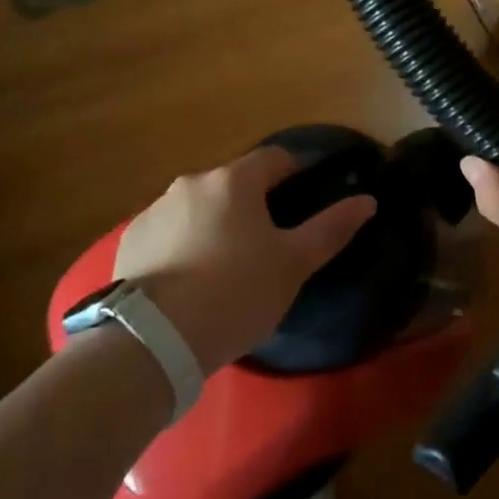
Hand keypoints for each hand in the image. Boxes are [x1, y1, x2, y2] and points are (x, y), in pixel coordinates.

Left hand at [114, 146, 374, 371]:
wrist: (154, 340)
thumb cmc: (235, 294)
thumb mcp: (293, 265)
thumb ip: (331, 228)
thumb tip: (368, 199)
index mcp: (235, 180)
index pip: (275, 158)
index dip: (295, 174)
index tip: (304, 203)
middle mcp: (193, 182)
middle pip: (234, 183)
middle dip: (252, 206)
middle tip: (265, 248)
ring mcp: (156, 209)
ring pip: (199, 207)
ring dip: (215, 224)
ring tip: (223, 270)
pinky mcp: (131, 239)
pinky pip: (168, 231)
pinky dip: (182, 245)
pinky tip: (187, 282)